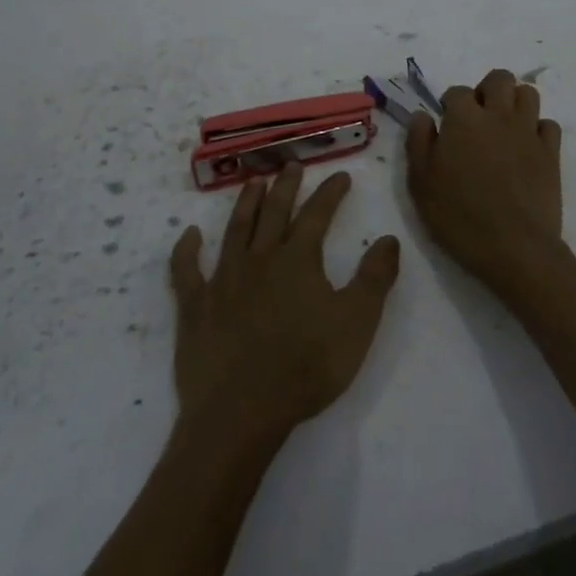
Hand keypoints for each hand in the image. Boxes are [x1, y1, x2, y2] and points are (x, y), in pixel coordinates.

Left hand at [169, 165, 401, 446]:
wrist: (241, 411)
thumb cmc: (306, 367)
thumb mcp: (357, 324)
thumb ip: (375, 278)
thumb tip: (389, 238)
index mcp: (298, 260)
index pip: (317, 215)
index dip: (330, 193)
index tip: (341, 176)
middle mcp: (259, 259)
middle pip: (274, 212)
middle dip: (285, 186)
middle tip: (291, 164)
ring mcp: (223, 280)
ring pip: (235, 230)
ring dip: (245, 203)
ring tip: (253, 182)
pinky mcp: (195, 306)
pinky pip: (187, 271)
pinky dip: (187, 250)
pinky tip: (190, 235)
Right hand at [406, 68, 564, 291]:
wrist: (514, 248)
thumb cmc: (459, 216)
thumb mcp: (421, 183)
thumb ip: (418, 142)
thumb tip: (424, 115)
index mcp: (464, 119)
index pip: (457, 91)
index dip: (450, 104)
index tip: (446, 125)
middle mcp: (499, 116)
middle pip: (500, 78)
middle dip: (487, 90)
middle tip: (477, 118)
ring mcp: (529, 132)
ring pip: (528, 94)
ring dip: (515, 103)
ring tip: (503, 127)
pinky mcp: (551, 153)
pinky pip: (548, 125)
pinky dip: (537, 130)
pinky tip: (526, 148)